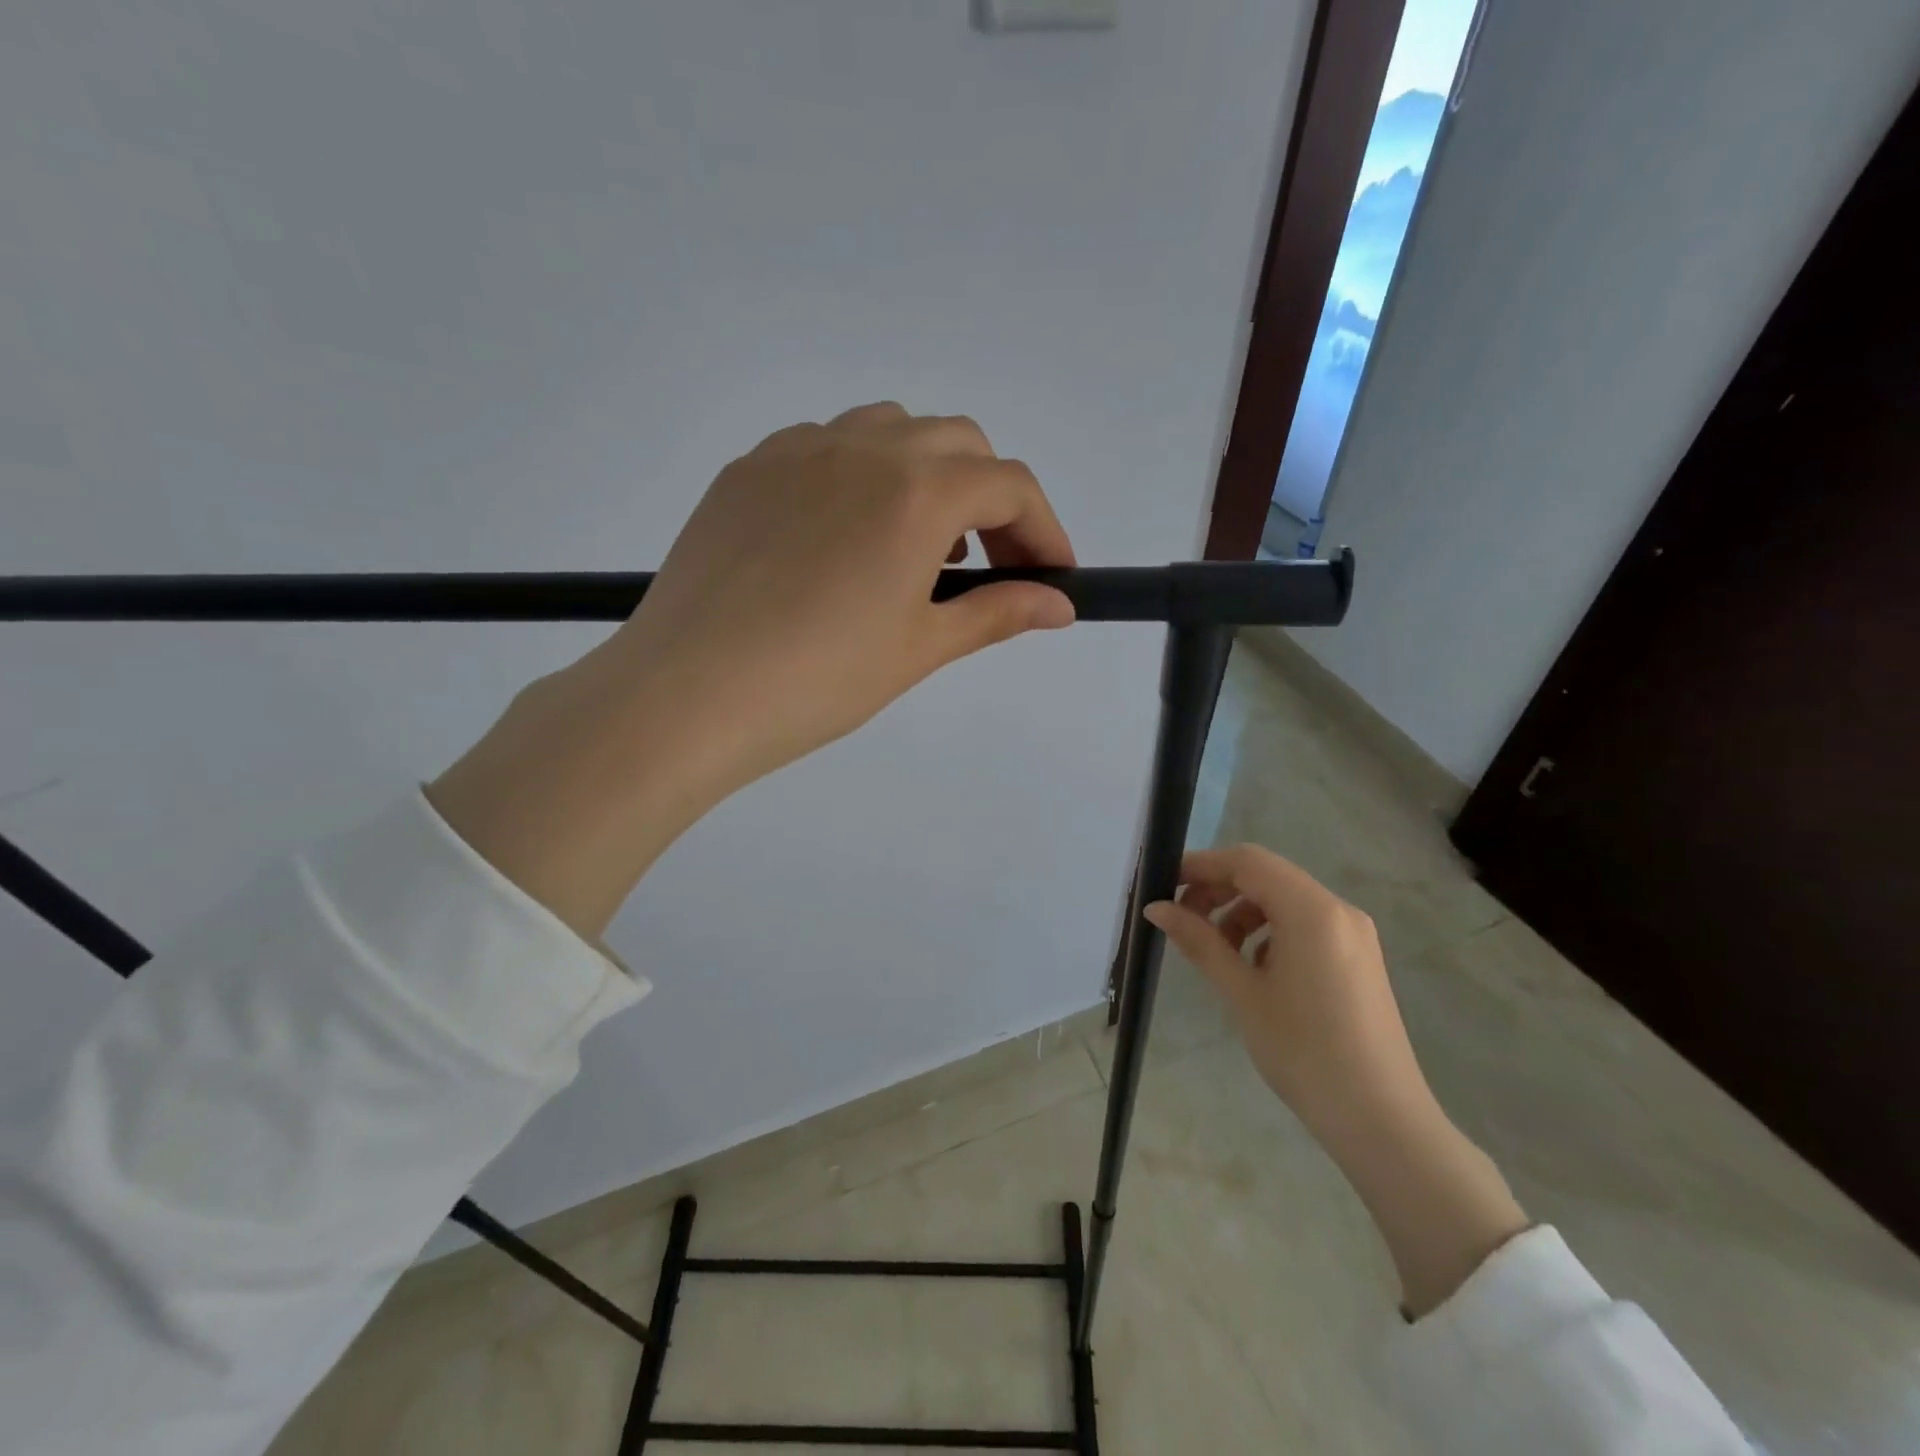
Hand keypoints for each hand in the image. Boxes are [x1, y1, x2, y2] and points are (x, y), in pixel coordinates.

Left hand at [428, 403, 1076, 940]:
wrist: (688, 693)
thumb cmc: (818, 679)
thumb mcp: (920, 648)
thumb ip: (997, 613)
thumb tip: (1059, 606)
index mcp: (916, 492)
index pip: (1010, 487)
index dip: (1043, 530)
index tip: (1051, 577)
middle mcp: (862, 448)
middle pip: (958, 443)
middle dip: (989, 498)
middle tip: (986, 566)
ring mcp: (796, 450)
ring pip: (890, 429)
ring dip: (926, 475)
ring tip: (916, 547)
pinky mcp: (747, 468)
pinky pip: (825, 446)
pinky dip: (861, 475)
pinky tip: (844, 537)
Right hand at [1146, 845, 1527, 1316]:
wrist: (1380, 1120)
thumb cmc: (1304, 1052)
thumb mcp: (1242, 993)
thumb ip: (1199, 941)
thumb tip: (1157, 908)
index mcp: (1312, 911)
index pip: (1247, 862)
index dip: (1201, 865)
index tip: (1163, 884)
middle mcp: (1337, 910)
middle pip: (1266, 876)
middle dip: (1219, 889)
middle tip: (1180, 917)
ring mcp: (1353, 933)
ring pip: (1285, 900)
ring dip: (1242, 911)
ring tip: (1213, 948)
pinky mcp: (1358, 957)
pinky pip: (1305, 924)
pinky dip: (1269, 930)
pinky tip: (1252, 967)